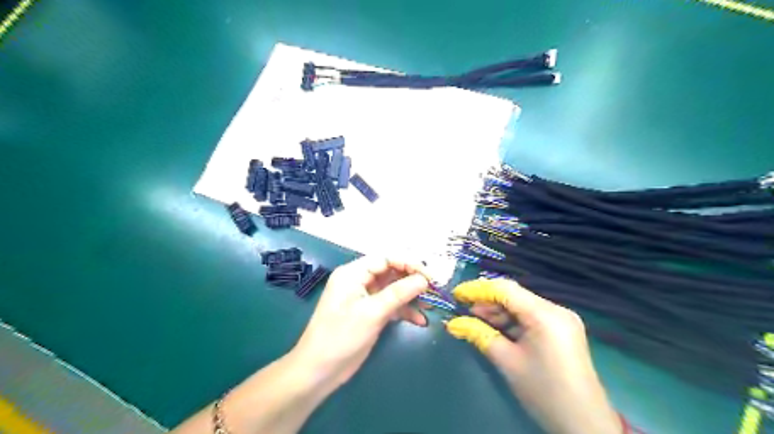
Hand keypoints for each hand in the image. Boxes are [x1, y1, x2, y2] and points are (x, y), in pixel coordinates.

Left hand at [293, 258, 431, 392]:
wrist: (319, 371)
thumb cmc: (341, 337)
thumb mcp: (372, 313)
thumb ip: (399, 293)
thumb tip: (424, 279)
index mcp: (353, 273)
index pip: (386, 259)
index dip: (409, 264)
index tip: (430, 277)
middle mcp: (359, 281)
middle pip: (391, 272)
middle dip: (412, 280)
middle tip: (434, 290)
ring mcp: (364, 298)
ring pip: (393, 289)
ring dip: (411, 296)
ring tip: (431, 305)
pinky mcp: (369, 313)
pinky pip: (390, 305)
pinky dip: (404, 311)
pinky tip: (419, 320)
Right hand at [445, 278, 620, 433]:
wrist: (584, 424)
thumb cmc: (543, 392)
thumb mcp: (507, 361)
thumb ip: (479, 335)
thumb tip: (453, 323)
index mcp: (545, 315)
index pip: (505, 289)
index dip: (478, 289)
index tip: (456, 294)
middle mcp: (556, 309)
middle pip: (514, 296)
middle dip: (487, 301)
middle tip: (463, 309)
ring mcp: (562, 319)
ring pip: (522, 305)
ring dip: (498, 311)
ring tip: (475, 319)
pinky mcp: (562, 329)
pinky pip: (531, 316)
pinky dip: (512, 320)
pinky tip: (496, 327)